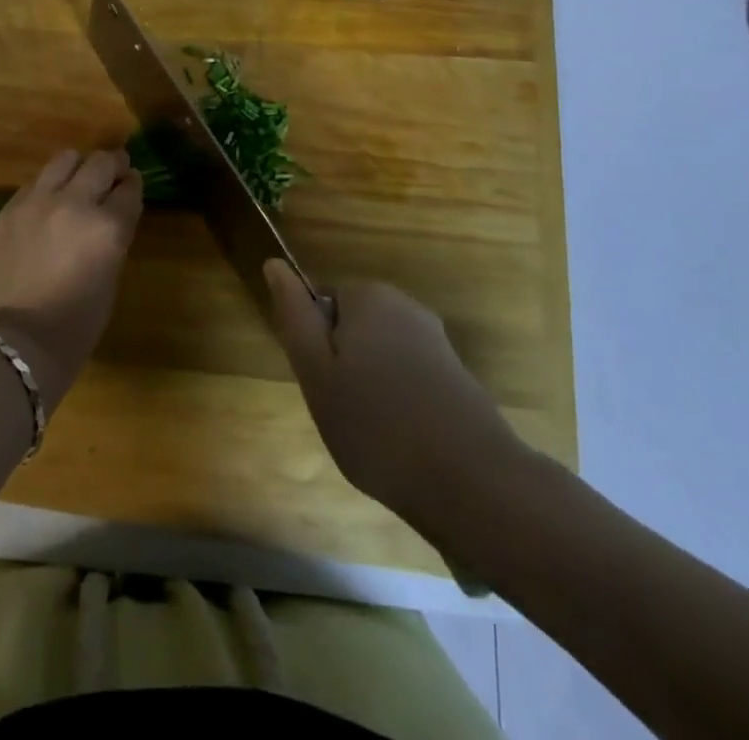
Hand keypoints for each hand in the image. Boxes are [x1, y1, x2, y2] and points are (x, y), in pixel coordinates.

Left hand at [0, 148, 142, 407]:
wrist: (13, 340)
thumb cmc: (74, 326)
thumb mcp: (110, 280)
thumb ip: (114, 238)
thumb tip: (112, 216)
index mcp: (109, 227)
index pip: (130, 189)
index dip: (133, 185)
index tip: (132, 184)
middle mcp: (76, 203)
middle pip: (101, 162)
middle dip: (113, 165)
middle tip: (114, 173)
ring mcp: (38, 201)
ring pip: (65, 158)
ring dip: (79, 166)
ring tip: (79, 180)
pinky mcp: (10, 207)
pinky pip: (36, 181)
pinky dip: (49, 185)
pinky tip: (49, 202)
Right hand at [264, 263, 534, 542]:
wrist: (474, 484)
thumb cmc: (376, 424)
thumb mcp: (315, 371)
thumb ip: (294, 315)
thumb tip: (274, 263)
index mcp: (368, 296)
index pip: (320, 306)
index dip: (315, 347)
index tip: (322, 386)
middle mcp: (406, 307)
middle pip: (352, 329)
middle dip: (343, 367)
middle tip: (343, 412)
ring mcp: (437, 342)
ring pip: (380, 358)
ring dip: (371, 389)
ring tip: (374, 435)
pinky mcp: (458, 379)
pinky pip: (409, 382)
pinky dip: (401, 407)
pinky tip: (405, 445)